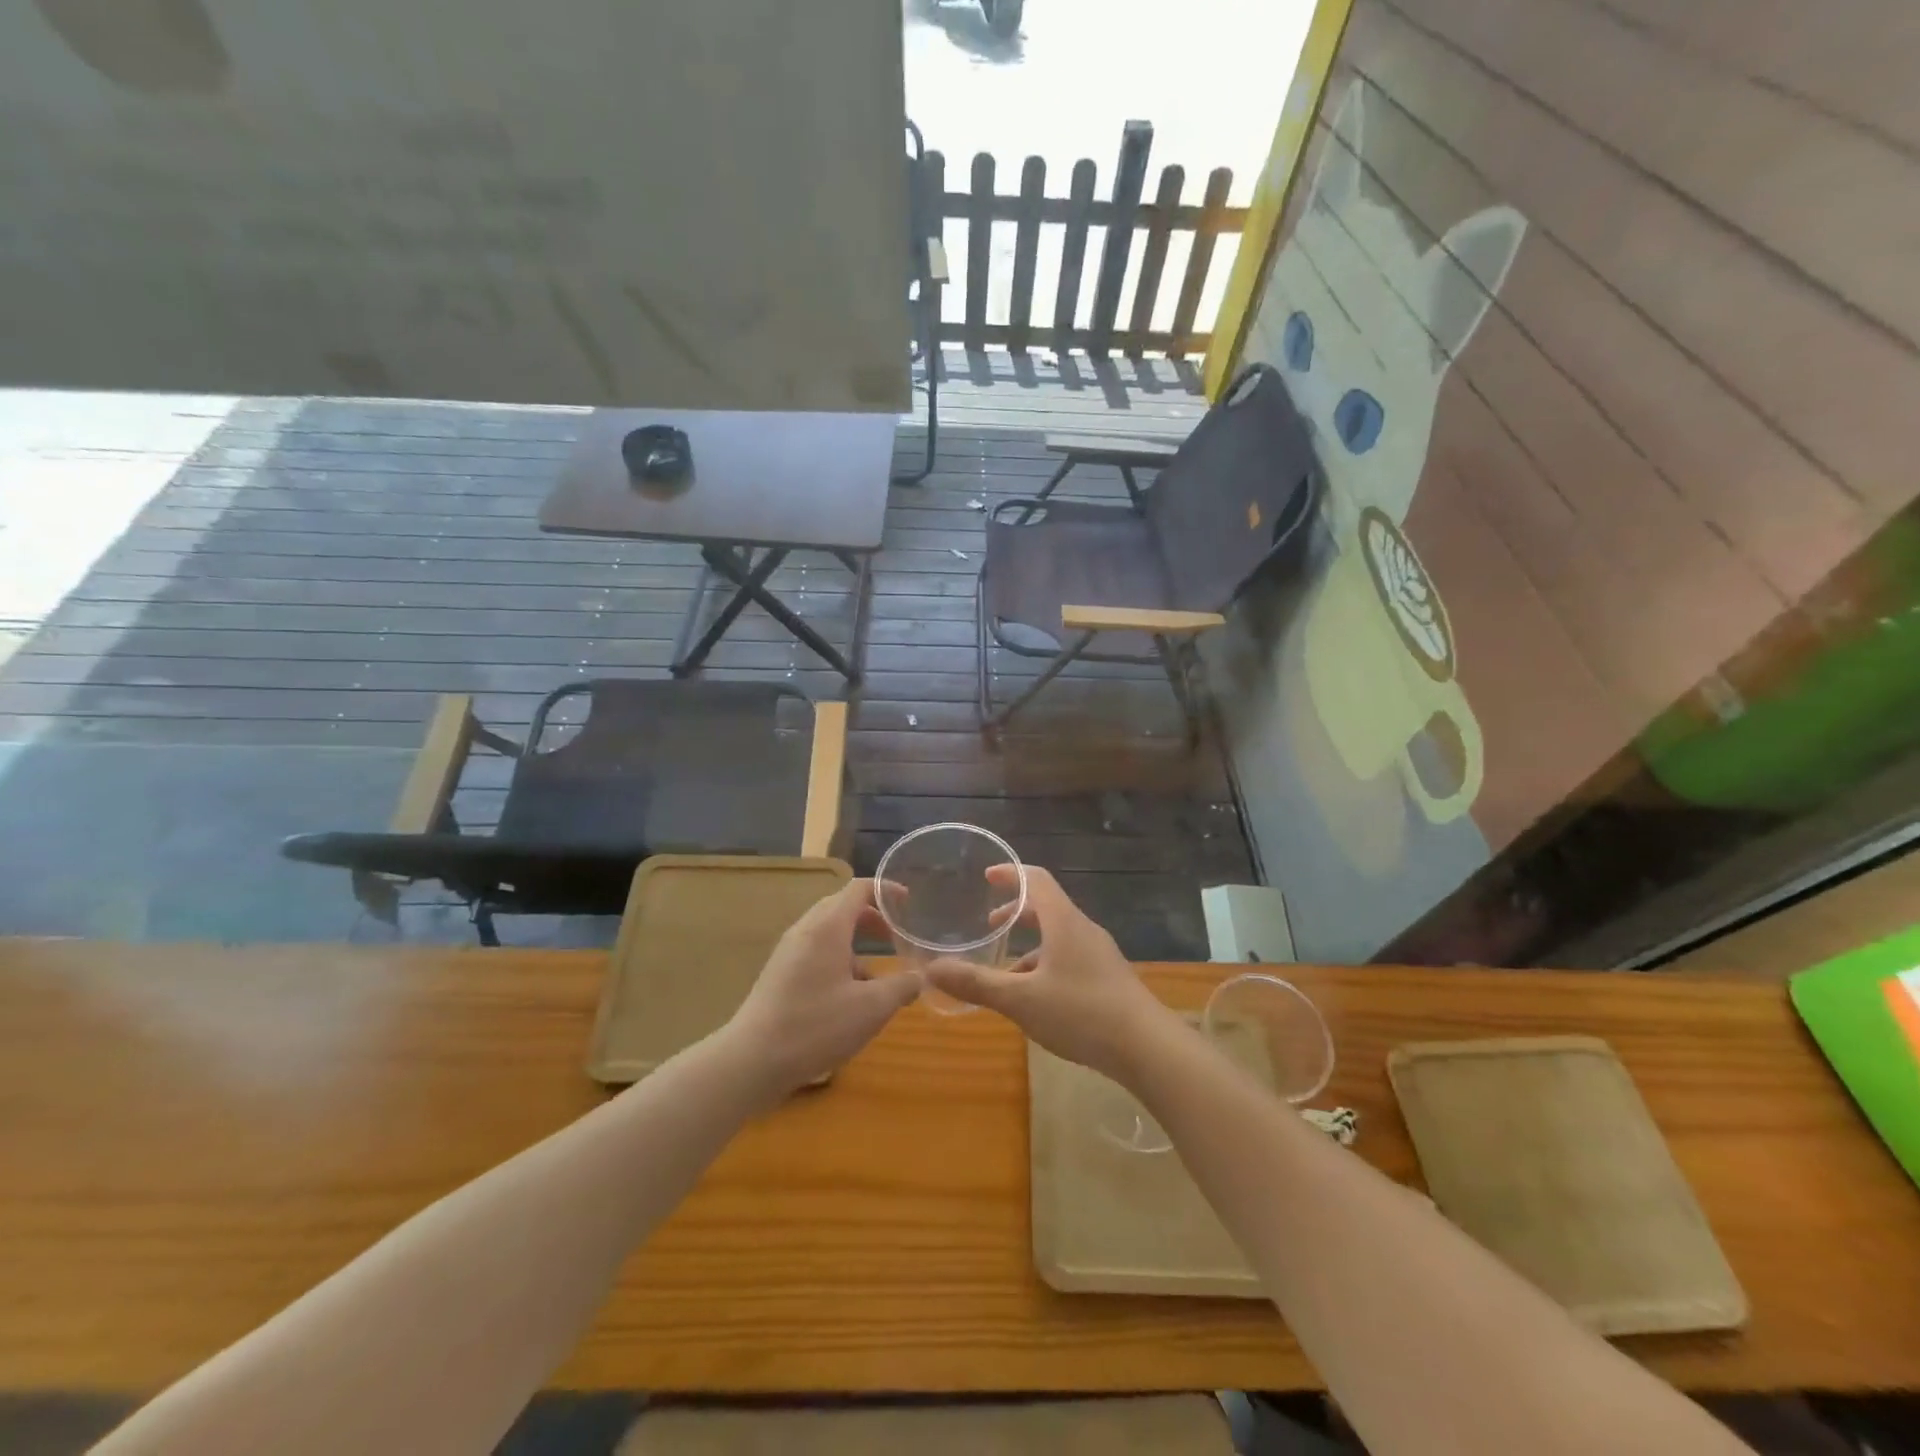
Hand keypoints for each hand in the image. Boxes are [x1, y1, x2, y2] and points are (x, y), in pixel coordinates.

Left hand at [722, 879, 921, 1097]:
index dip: (886, 890)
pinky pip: (815, 952)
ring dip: (856, 943)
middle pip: (842, 906)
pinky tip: (850, 997)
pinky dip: (839, 960)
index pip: (859, 888)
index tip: (908, 902)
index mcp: (827, 926)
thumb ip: (902, 987)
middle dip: (872, 917)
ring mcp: (789, 952)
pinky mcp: (780, 974)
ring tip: (878, 975)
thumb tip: (920, 977)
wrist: (751, 1061)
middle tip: (896, 936)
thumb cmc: (816, 1026)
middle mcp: (806, 930)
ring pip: (828, 932)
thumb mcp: (871, 1008)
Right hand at [923, 865, 1174, 1082]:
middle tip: (990, 925)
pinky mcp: (1108, 978)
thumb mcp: (1021, 1000)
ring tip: (1005, 971)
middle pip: (1048, 907)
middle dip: (1017, 913)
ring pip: (1059, 936)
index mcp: (1064, 922)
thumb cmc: (1082, 1013)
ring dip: (1031, 944)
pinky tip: (1036, 999)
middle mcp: (1083, 930)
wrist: (1148, 1047)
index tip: (986, 876)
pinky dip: (1047, 965)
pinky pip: (1070, 958)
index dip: (1010, 874)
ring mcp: (1100, 954)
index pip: (1036, 879)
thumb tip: (930, 971)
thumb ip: (977, 983)